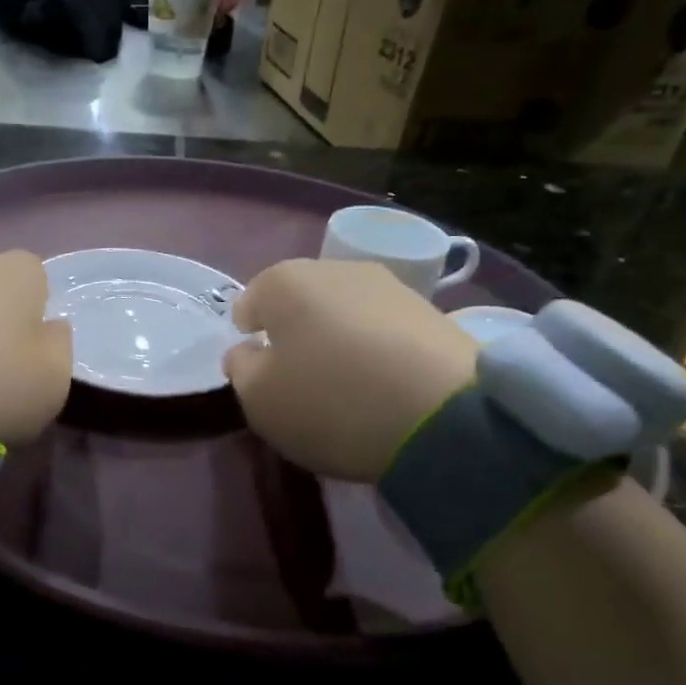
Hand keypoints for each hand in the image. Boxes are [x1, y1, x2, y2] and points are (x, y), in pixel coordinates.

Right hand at [224, 259, 477, 482]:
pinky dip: (375, 352)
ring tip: (346, 386)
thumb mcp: (259, 399)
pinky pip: (383, 330)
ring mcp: (389, 286)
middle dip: (295, 332)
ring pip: (344, 313)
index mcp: (284, 282)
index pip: (251, 300)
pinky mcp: (431, 312)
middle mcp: (335, 269)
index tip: (260, 370)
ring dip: (338, 340)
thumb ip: (241, 370)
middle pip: (301, 302)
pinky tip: (382, 386)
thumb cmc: (329, 401)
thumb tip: (248, 352)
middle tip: (300, 378)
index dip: (249, 336)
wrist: (444, 415)